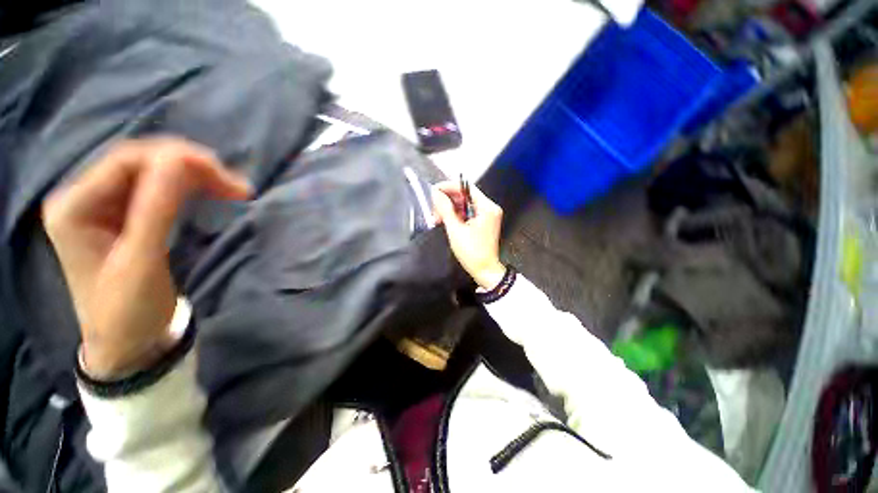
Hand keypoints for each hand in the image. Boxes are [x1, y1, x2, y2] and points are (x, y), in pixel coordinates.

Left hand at [42, 137, 250, 379]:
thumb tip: (181, 160)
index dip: (176, 159)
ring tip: (231, 189)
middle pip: (140, 161)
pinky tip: (209, 193)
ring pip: (152, 172)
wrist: (127, 343)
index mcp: (74, 206)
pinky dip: (188, 188)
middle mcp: (84, 197)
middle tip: (235, 186)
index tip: (223, 174)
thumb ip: (157, 208)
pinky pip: (157, 189)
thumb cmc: (127, 310)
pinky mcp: (123, 215)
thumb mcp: (142, 260)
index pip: (126, 160)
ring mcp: (103, 205)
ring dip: (193, 176)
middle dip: (190, 167)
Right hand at [432, 181, 505, 289]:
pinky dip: (456, 216)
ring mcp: (488, 215)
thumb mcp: (455, 230)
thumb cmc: (472, 252)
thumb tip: (435, 193)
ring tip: (437, 218)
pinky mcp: (484, 222)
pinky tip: (445, 221)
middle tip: (433, 209)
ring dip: (450, 209)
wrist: (485, 271)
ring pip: (465, 205)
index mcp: (487, 207)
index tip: (434, 190)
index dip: (449, 187)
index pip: (466, 188)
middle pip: (465, 196)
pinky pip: (468, 213)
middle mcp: (490, 208)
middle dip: (448, 201)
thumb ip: (445, 209)